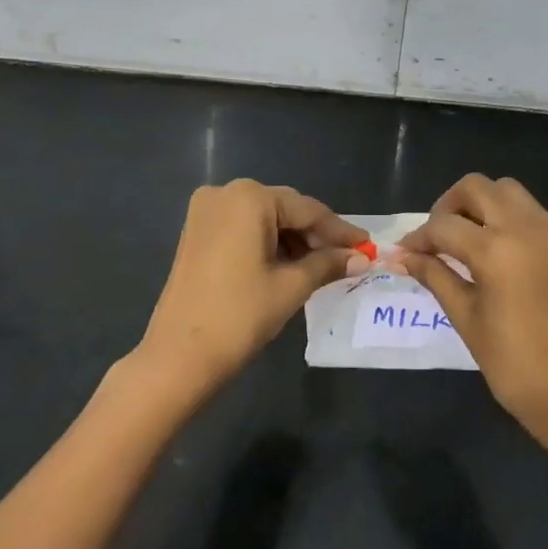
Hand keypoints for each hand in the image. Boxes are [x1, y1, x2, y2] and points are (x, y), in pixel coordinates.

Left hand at [138, 180, 366, 394]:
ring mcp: (205, 212)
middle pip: (284, 210)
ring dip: (293, 241)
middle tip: (347, 259)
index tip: (367, 246)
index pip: (308, 210)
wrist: (180, 355)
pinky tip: (290, 265)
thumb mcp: (291, 287)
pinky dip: (268, 244)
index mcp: (249, 198)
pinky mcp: (196, 233)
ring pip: (264, 220)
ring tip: (322, 267)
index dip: (340, 230)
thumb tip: (360, 259)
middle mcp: (224, 193)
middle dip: (316, 235)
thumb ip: (327, 265)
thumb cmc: (240, 315)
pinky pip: (243, 229)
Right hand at [399, 174, 547, 445]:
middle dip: (450, 206)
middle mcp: (529, 229)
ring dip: (485, 208)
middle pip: (478, 187)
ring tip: (472, 240)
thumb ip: (434, 275)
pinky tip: (508, 258)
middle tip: (440, 237)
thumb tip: (403, 257)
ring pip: (512, 194)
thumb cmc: (509, 361)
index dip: (419, 238)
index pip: (444, 225)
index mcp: (496, 250)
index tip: (407, 253)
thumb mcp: (464, 315)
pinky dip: (516, 225)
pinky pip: (539, 218)